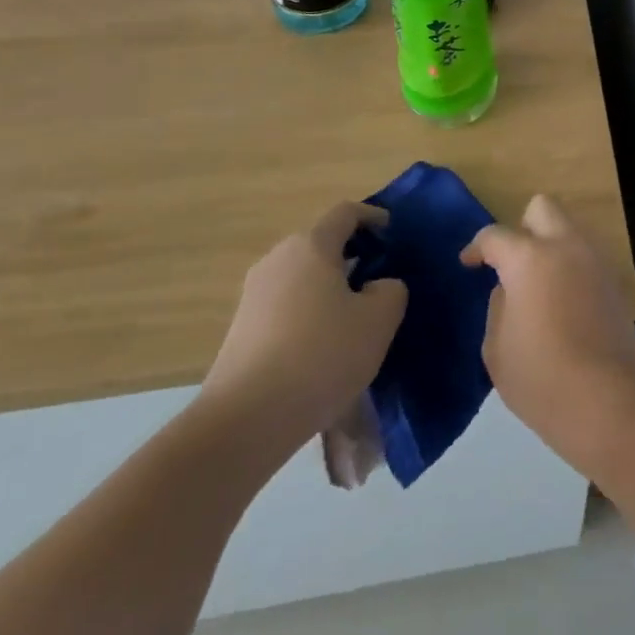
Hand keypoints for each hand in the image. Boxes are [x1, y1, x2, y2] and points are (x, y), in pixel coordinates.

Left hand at [200, 203, 407, 453]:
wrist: (245, 421)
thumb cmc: (322, 355)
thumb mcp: (379, 319)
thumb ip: (390, 290)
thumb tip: (376, 287)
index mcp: (311, 245)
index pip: (346, 213)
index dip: (373, 218)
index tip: (393, 235)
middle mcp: (278, 259)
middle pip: (321, 244)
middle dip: (352, 256)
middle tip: (380, 281)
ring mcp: (253, 295)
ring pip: (303, 277)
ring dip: (330, 288)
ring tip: (355, 319)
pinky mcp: (241, 330)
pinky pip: (286, 306)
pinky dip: (309, 314)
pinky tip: (323, 348)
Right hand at [461, 195, 634, 468]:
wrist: (604, 399)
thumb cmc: (539, 375)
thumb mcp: (496, 346)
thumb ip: (499, 306)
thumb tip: (510, 290)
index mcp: (529, 257)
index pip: (496, 235)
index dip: (478, 247)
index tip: (470, 263)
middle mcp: (566, 246)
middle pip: (543, 208)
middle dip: (523, 226)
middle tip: (512, 261)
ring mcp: (595, 261)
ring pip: (570, 231)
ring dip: (551, 246)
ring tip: (538, 284)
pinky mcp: (614, 282)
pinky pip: (587, 259)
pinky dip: (571, 269)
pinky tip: (563, 302)